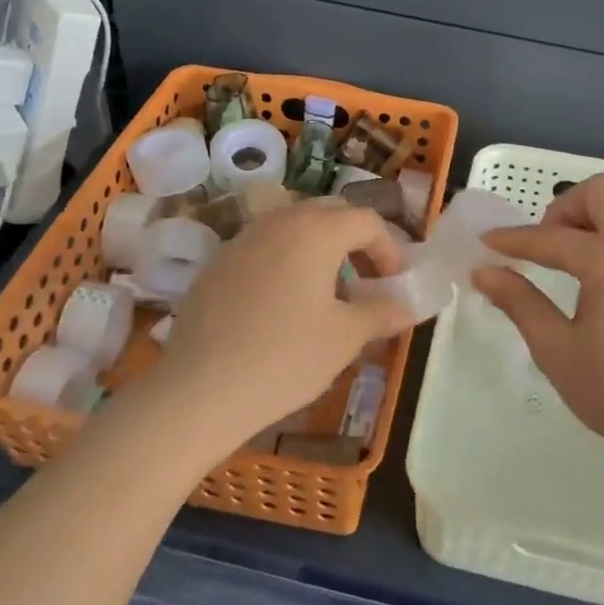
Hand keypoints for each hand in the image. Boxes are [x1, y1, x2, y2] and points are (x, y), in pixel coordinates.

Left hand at [159, 198, 412, 443]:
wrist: (199, 390)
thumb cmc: (285, 358)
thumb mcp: (344, 338)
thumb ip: (380, 313)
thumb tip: (405, 308)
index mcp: (315, 230)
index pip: (366, 220)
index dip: (390, 248)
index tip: (396, 283)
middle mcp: (278, 221)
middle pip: (329, 214)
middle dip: (355, 241)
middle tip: (367, 280)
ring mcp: (242, 239)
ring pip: (293, 228)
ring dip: (319, 249)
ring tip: (327, 293)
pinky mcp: (217, 263)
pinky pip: (264, 248)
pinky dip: (286, 262)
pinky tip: (283, 306)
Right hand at [474, 174, 603, 470]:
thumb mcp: (557, 350)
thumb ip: (520, 302)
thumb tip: (485, 271)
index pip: (551, 237)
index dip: (513, 240)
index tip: (486, 243)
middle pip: (601, 192)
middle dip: (563, 209)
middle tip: (544, 246)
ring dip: (592, 221)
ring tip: (569, 264)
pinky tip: (602, 283)